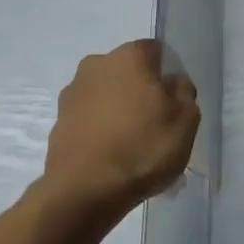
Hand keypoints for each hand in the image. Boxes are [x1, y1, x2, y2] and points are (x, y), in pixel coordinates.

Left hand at [40, 40, 199, 219]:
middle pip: (128, 73)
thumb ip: (184, 93)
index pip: (155, 51)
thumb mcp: (186, 120)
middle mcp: (95, 66)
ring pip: (107, 98)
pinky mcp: (57, 124)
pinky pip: (90, 122)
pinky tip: (114, 160)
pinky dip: (102, 133)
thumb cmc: (142, 147)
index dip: (168, 73)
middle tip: (156, 125)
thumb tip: (172, 84)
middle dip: (141, 92)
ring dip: (120, 113)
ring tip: (134, 149)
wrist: (84, 192)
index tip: (175, 101)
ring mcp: (71, 95)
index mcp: (128, 57)